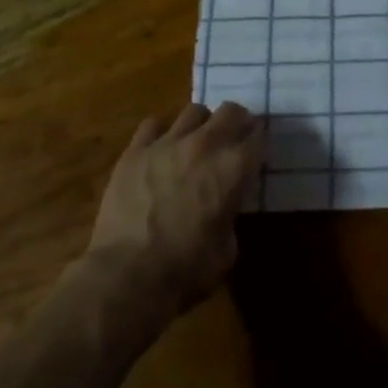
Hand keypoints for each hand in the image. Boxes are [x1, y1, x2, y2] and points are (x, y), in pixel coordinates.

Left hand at [87, 102, 262, 319]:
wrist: (127, 277)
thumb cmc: (186, 270)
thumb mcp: (227, 249)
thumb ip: (231, 216)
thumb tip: (224, 207)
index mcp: (234, 168)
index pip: (258, 137)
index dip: (259, 142)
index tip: (256, 151)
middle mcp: (205, 145)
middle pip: (231, 111)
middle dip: (237, 122)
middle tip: (233, 139)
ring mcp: (168, 143)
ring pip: (194, 111)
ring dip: (201, 124)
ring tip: (195, 141)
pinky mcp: (135, 150)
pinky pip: (153, 124)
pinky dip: (160, 134)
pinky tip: (159, 150)